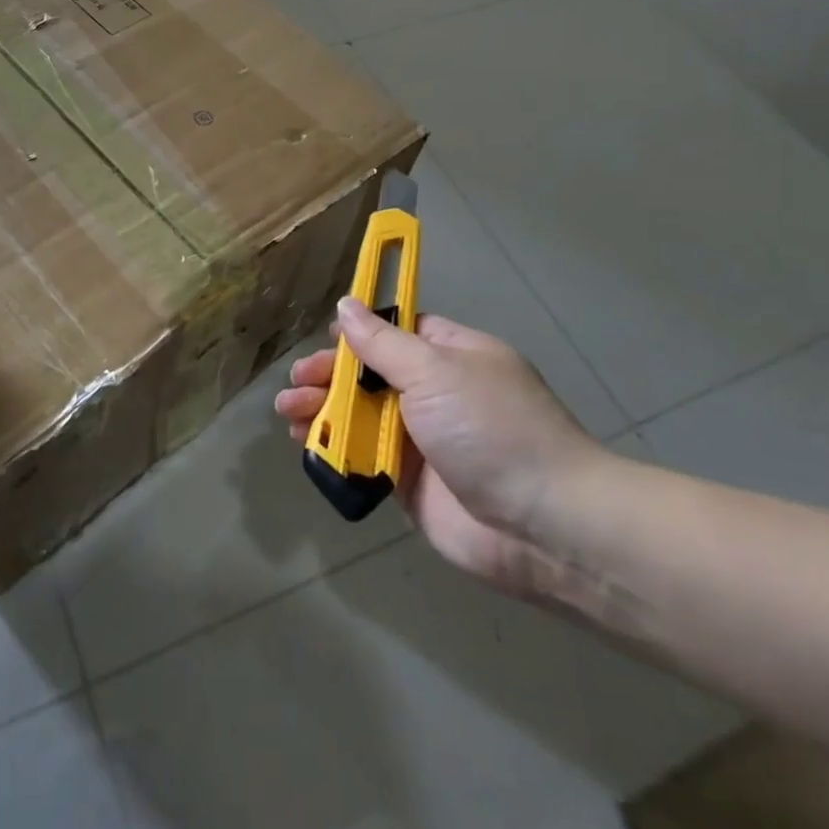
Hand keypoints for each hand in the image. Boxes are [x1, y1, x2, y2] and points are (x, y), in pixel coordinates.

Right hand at [275, 298, 608, 599]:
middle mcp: (435, 393)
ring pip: (360, 415)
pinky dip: (334, 448)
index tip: (326, 338)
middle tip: (298, 380)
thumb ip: (382, 342)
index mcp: (451, 356)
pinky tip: (306, 443)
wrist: (541, 524)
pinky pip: (363, 456)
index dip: (360, 332)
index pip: (398, 331)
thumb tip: (346, 304)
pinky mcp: (408, 482)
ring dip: (322, 409)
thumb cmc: (490, 428)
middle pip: (370, 374)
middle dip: (330, 374)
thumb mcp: (435, 370)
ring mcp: (421, 439)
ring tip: (287, 411)